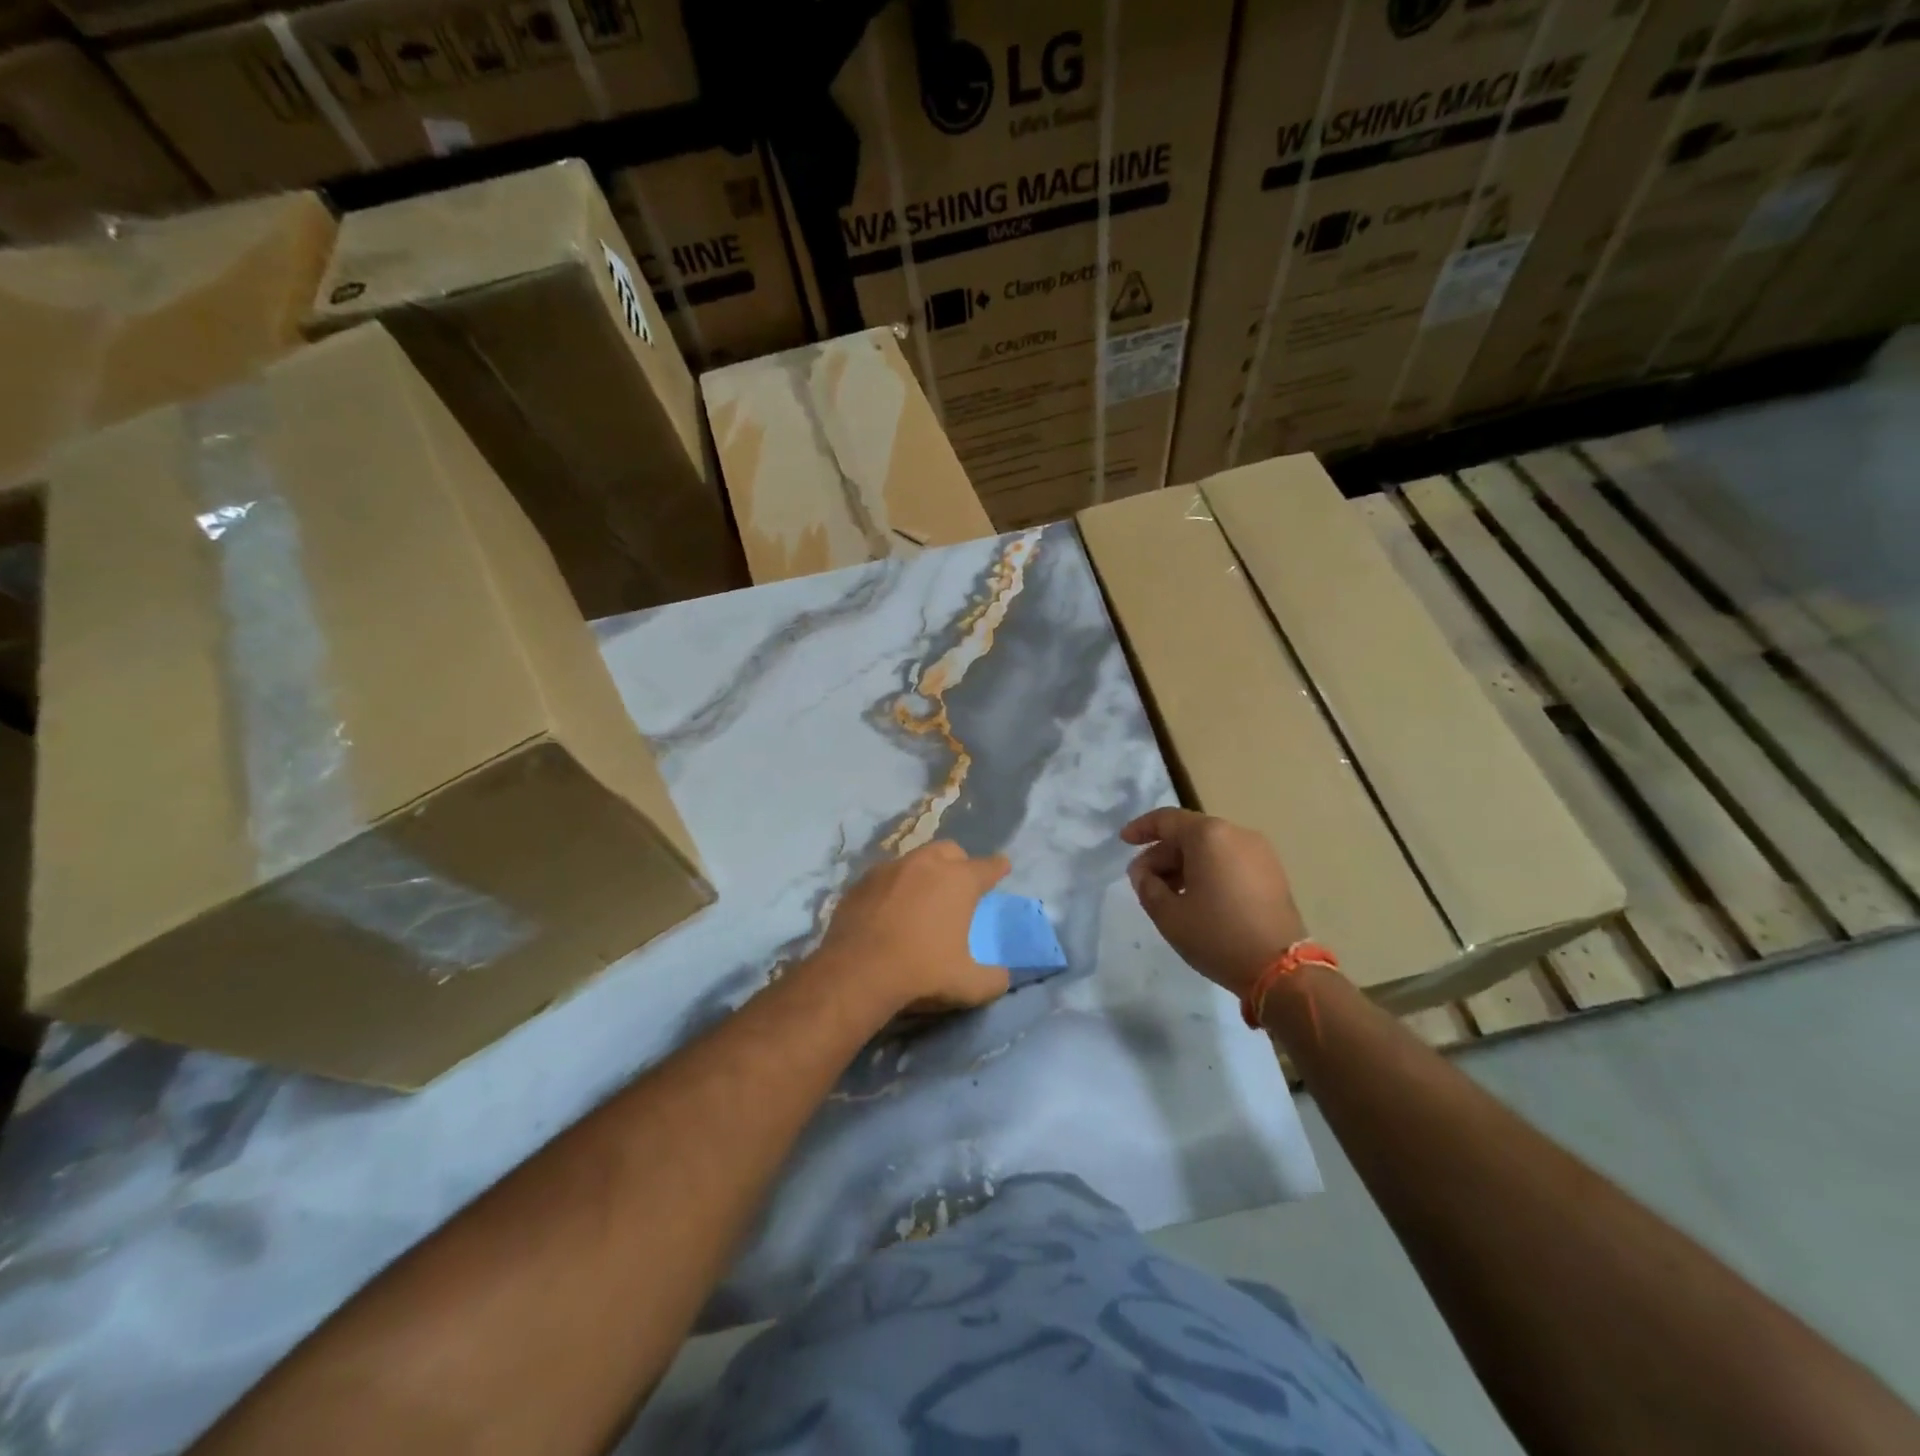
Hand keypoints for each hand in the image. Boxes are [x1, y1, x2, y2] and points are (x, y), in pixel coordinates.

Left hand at [815, 842, 1011, 1014]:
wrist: (856, 973)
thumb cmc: (921, 972)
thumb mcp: (968, 985)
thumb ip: (993, 979)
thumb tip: (1003, 977)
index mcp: (958, 881)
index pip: (987, 867)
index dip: (997, 868)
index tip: (1002, 867)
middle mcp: (925, 864)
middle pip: (949, 851)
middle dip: (959, 862)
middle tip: (959, 884)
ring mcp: (889, 869)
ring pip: (914, 860)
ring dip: (924, 873)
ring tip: (922, 897)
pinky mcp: (860, 883)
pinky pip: (885, 877)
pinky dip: (893, 888)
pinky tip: (889, 910)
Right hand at [1121, 808, 1305, 1000]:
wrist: (1281, 969)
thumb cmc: (1217, 935)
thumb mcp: (1168, 914)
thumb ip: (1146, 885)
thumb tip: (1142, 871)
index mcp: (1209, 835)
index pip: (1167, 820)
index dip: (1141, 829)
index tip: (1123, 841)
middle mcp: (1236, 834)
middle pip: (1189, 834)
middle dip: (1163, 854)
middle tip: (1143, 880)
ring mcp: (1259, 852)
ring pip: (1210, 848)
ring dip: (1185, 864)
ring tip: (1168, 893)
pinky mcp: (1272, 873)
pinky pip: (1230, 860)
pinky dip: (1208, 870)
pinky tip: (1197, 898)